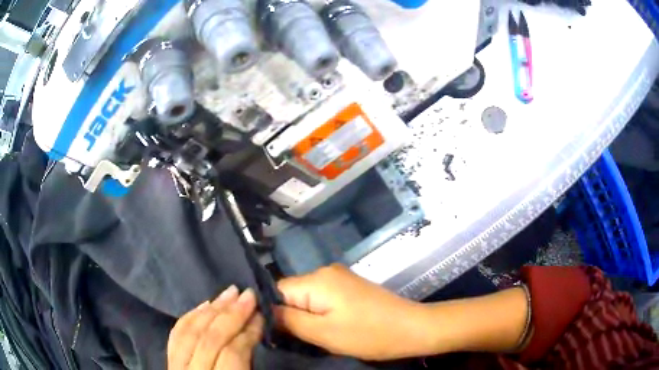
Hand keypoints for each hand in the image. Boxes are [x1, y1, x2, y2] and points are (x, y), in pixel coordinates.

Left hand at [168, 286, 263, 369]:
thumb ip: (248, 366)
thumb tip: (252, 336)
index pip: (231, 354)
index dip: (248, 333)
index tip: (261, 315)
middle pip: (208, 338)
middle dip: (231, 314)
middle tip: (248, 295)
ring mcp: (175, 367)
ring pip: (189, 332)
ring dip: (211, 310)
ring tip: (228, 293)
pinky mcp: (168, 363)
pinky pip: (175, 335)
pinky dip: (189, 317)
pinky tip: (203, 305)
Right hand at [274, 264, 428, 360]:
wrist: (412, 328)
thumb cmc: (368, 334)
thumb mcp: (322, 333)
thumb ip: (289, 320)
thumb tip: (265, 311)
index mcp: (317, 279)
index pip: (277, 290)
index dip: (274, 312)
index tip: (278, 334)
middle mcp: (326, 271)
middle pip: (292, 293)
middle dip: (292, 316)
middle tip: (300, 338)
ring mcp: (340, 277)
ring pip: (308, 297)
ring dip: (307, 316)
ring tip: (316, 335)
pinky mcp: (350, 286)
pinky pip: (323, 298)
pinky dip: (321, 313)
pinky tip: (330, 327)